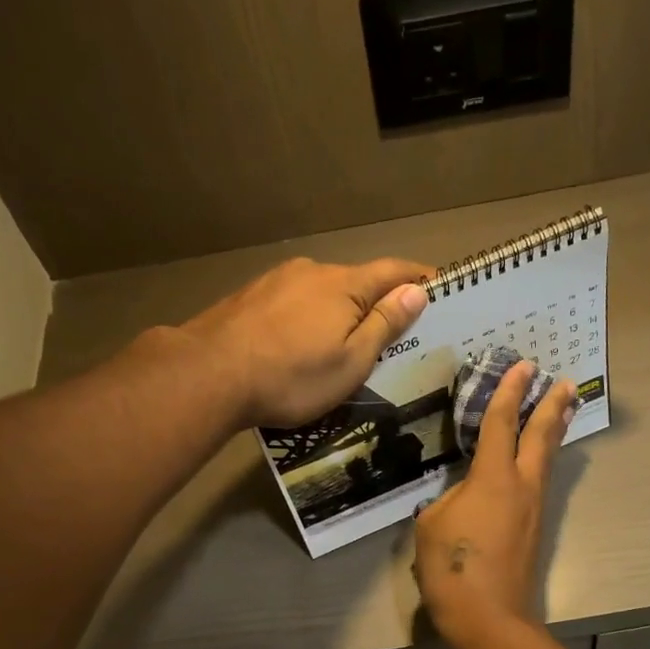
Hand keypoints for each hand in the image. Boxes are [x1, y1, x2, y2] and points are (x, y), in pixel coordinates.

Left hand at [179, 255, 430, 428]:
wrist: (210, 373)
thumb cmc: (292, 376)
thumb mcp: (352, 361)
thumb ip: (384, 324)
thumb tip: (416, 291)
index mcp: (344, 285)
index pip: (392, 272)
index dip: (418, 278)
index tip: (439, 286)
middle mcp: (312, 272)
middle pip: (356, 281)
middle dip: (377, 301)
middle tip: (392, 331)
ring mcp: (276, 281)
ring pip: (321, 293)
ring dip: (339, 312)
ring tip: (343, 343)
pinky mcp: (250, 298)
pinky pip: (293, 304)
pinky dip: (308, 318)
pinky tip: (301, 343)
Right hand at [414, 360, 577, 648]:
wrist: (489, 616)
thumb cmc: (453, 568)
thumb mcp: (432, 525)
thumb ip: (450, 499)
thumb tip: (466, 497)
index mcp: (492, 477)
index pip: (501, 423)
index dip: (509, 391)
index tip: (523, 366)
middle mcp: (522, 486)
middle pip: (541, 436)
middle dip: (551, 406)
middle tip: (563, 382)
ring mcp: (533, 509)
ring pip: (547, 461)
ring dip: (554, 433)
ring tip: (562, 412)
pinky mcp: (535, 531)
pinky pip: (541, 484)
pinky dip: (543, 462)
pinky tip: (537, 464)